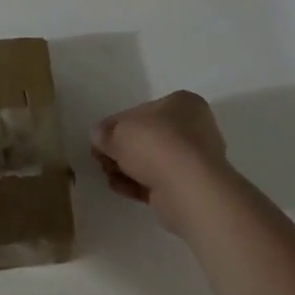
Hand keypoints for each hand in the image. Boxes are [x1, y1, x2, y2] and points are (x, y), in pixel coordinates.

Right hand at [91, 91, 231, 235]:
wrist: (188, 190)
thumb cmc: (156, 144)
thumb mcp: (118, 131)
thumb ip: (105, 132)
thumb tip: (98, 137)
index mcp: (183, 104)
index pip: (143, 111)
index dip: (117, 124)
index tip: (101, 138)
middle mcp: (194, 129)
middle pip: (149, 137)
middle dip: (123, 149)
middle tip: (101, 158)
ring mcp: (195, 161)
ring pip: (153, 161)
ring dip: (128, 168)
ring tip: (107, 175)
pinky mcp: (191, 189)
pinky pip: (159, 182)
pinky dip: (138, 184)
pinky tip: (119, 187)